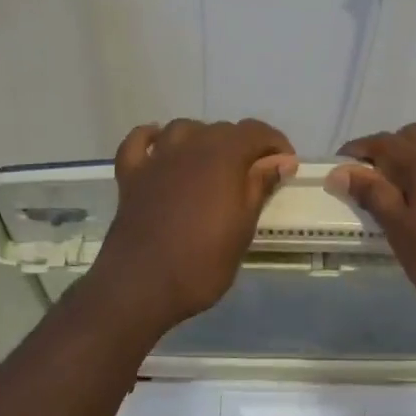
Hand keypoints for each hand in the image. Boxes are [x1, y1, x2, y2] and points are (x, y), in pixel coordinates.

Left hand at [90, 118, 297, 327]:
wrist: (142, 286)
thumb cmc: (202, 263)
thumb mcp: (243, 229)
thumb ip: (260, 187)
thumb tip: (281, 160)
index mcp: (222, 157)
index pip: (255, 131)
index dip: (275, 143)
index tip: (285, 167)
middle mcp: (189, 147)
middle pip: (222, 130)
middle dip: (243, 146)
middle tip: (253, 177)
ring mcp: (156, 159)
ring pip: (184, 129)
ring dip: (202, 139)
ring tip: (212, 165)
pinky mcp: (130, 175)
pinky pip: (140, 141)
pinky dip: (152, 138)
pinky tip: (161, 149)